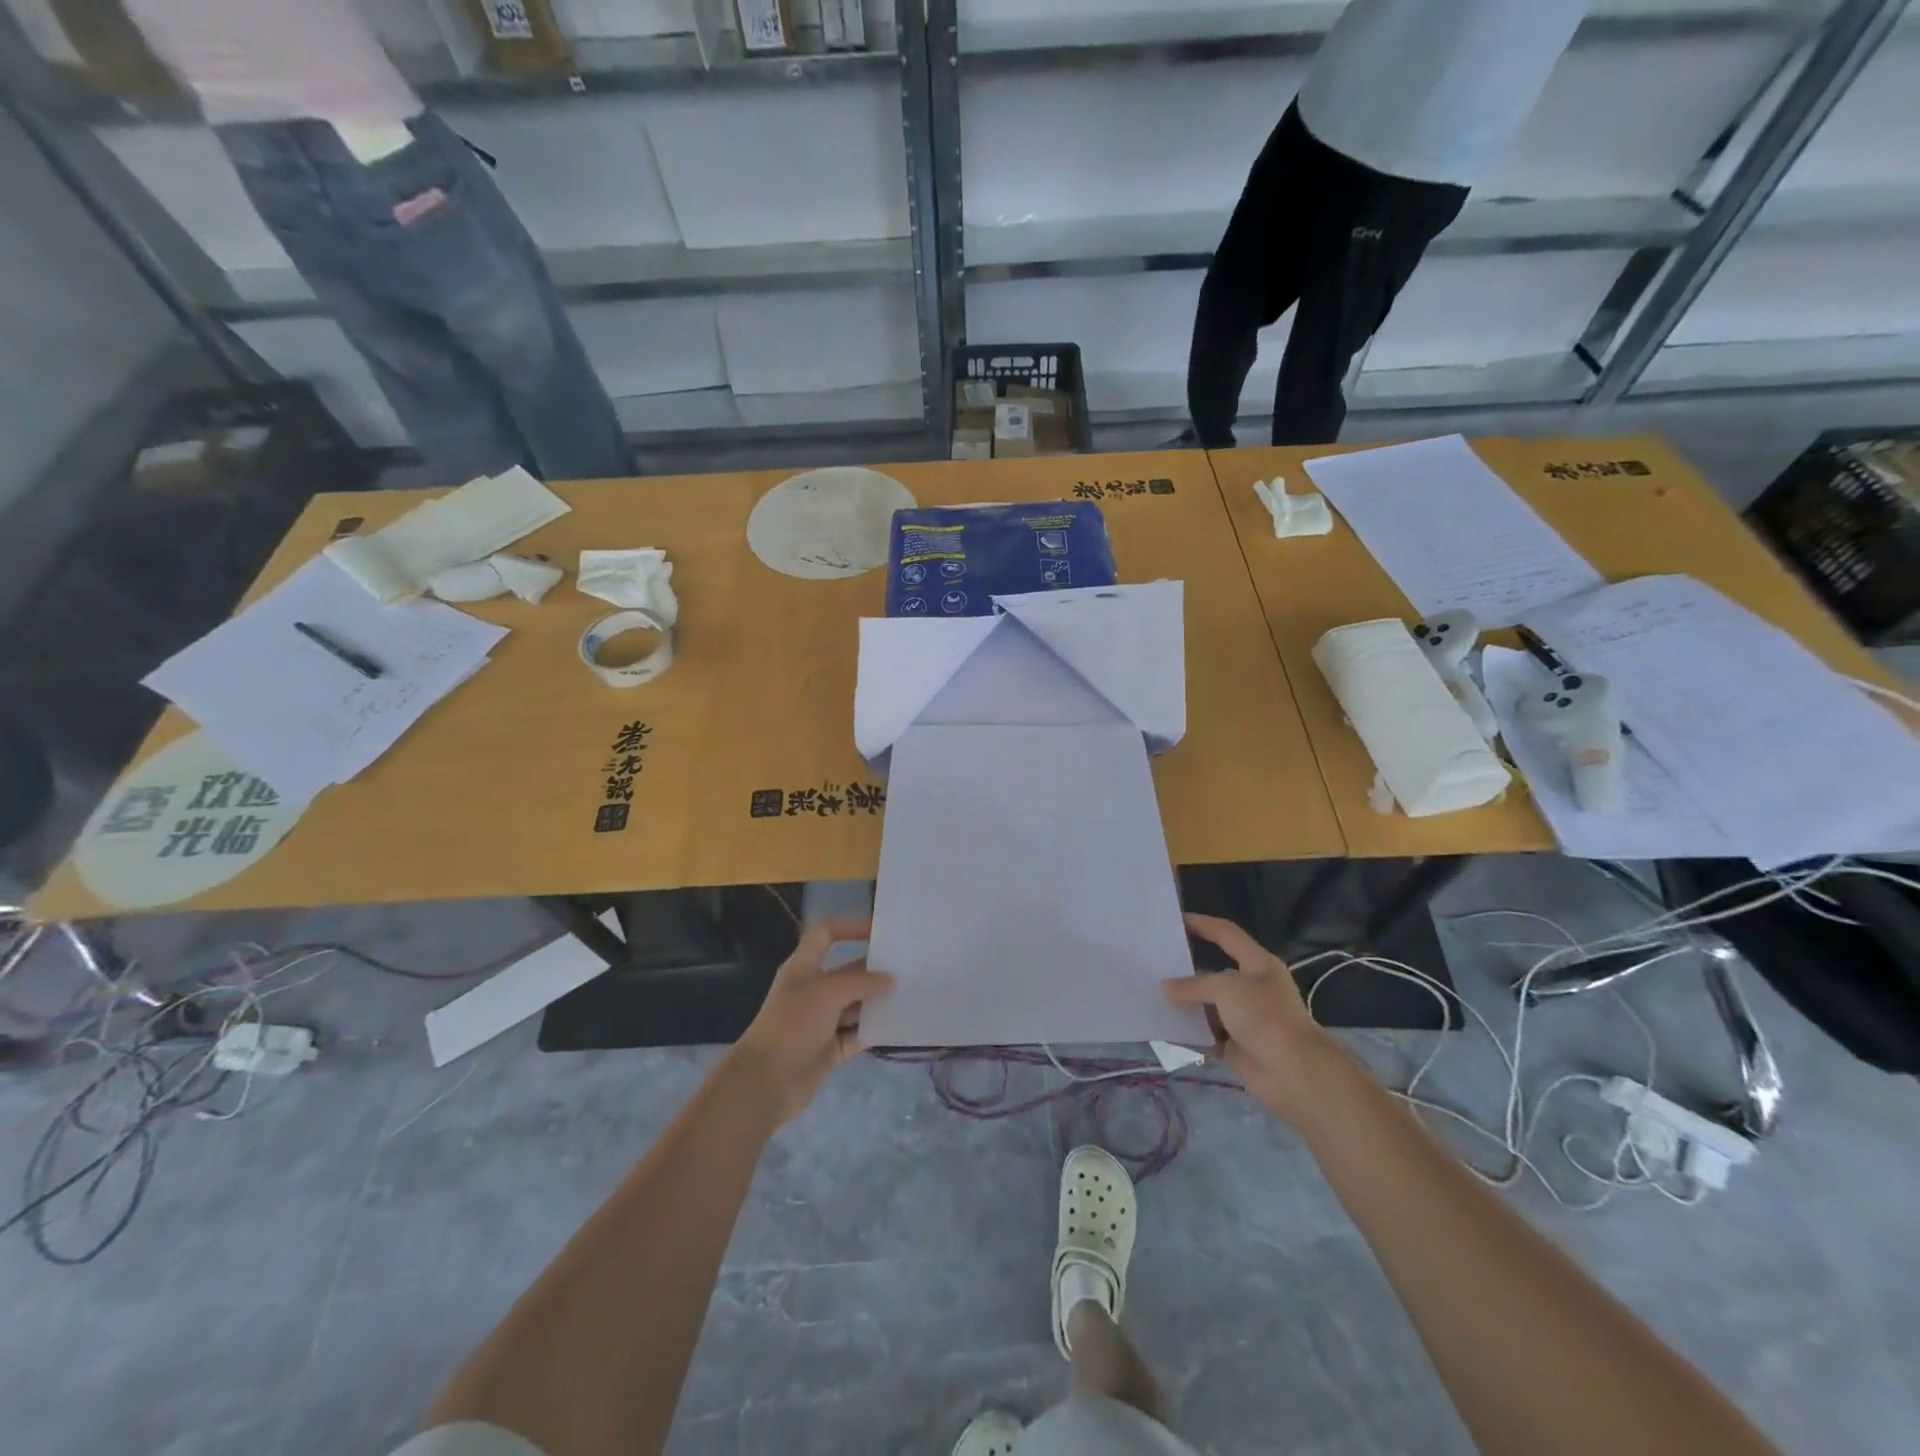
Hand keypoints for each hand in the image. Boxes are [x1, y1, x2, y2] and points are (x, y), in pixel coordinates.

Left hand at [728, 917, 892, 1126]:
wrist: (765, 1083)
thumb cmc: (792, 1025)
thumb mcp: (827, 993)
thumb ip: (861, 981)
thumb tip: (889, 980)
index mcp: (804, 967)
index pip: (827, 933)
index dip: (851, 926)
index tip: (881, 931)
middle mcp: (813, 990)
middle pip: (848, 970)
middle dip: (875, 969)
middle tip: (910, 967)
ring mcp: (822, 1021)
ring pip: (856, 1004)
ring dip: (879, 1001)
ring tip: (912, 994)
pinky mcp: (829, 1048)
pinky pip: (858, 1034)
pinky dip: (875, 1030)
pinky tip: (899, 1026)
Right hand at [1163, 913, 1341, 1123]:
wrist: (1295, 1074)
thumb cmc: (1265, 1018)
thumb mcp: (1227, 989)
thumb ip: (1193, 985)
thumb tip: (1167, 988)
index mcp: (1257, 964)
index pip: (1226, 934)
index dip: (1202, 924)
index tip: (1174, 921)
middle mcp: (1251, 989)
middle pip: (1213, 973)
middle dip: (1185, 970)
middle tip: (1154, 963)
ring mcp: (1244, 1019)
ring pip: (1207, 1006)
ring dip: (1183, 1005)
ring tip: (1150, 996)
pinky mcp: (1236, 1046)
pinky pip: (1205, 1035)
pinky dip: (1187, 1034)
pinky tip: (1163, 1029)